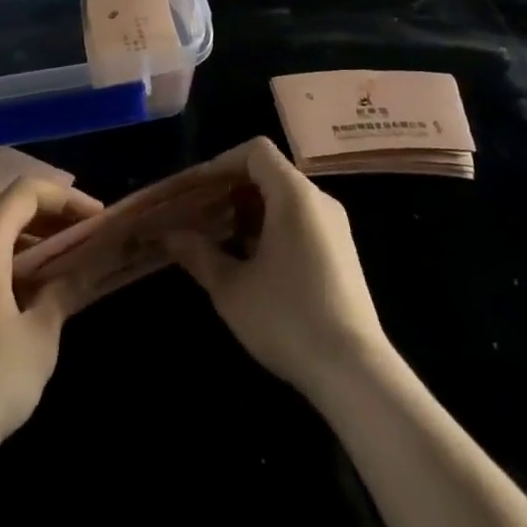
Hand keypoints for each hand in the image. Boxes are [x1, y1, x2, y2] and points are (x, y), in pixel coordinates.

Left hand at [0, 177, 102, 463]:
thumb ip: (63, 292)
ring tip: (60, 267)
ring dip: (27, 242)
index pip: (27, 191)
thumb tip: (80, 272)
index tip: (97, 218)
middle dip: (49, 218)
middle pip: (6, 208)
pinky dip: (3, 263)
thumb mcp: (40, 337)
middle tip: (84, 240)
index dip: (66, 197)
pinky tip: (23, 296)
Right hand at [167, 138, 389, 401]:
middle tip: (198, 214)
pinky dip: (269, 228)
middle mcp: (318, 200)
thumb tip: (171, 236)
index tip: (195, 190)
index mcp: (294, 194)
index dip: (221, 164)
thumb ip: (198, 254)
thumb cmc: (288, 319)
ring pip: (282, 200)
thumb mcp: (232, 288)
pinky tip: (249, 262)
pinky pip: (298, 221)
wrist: (356, 374)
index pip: (255, 152)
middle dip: (229, 190)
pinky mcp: (341, 254)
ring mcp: (334, 227)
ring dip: (247, 212)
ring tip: (217, 239)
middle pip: (268, 173)